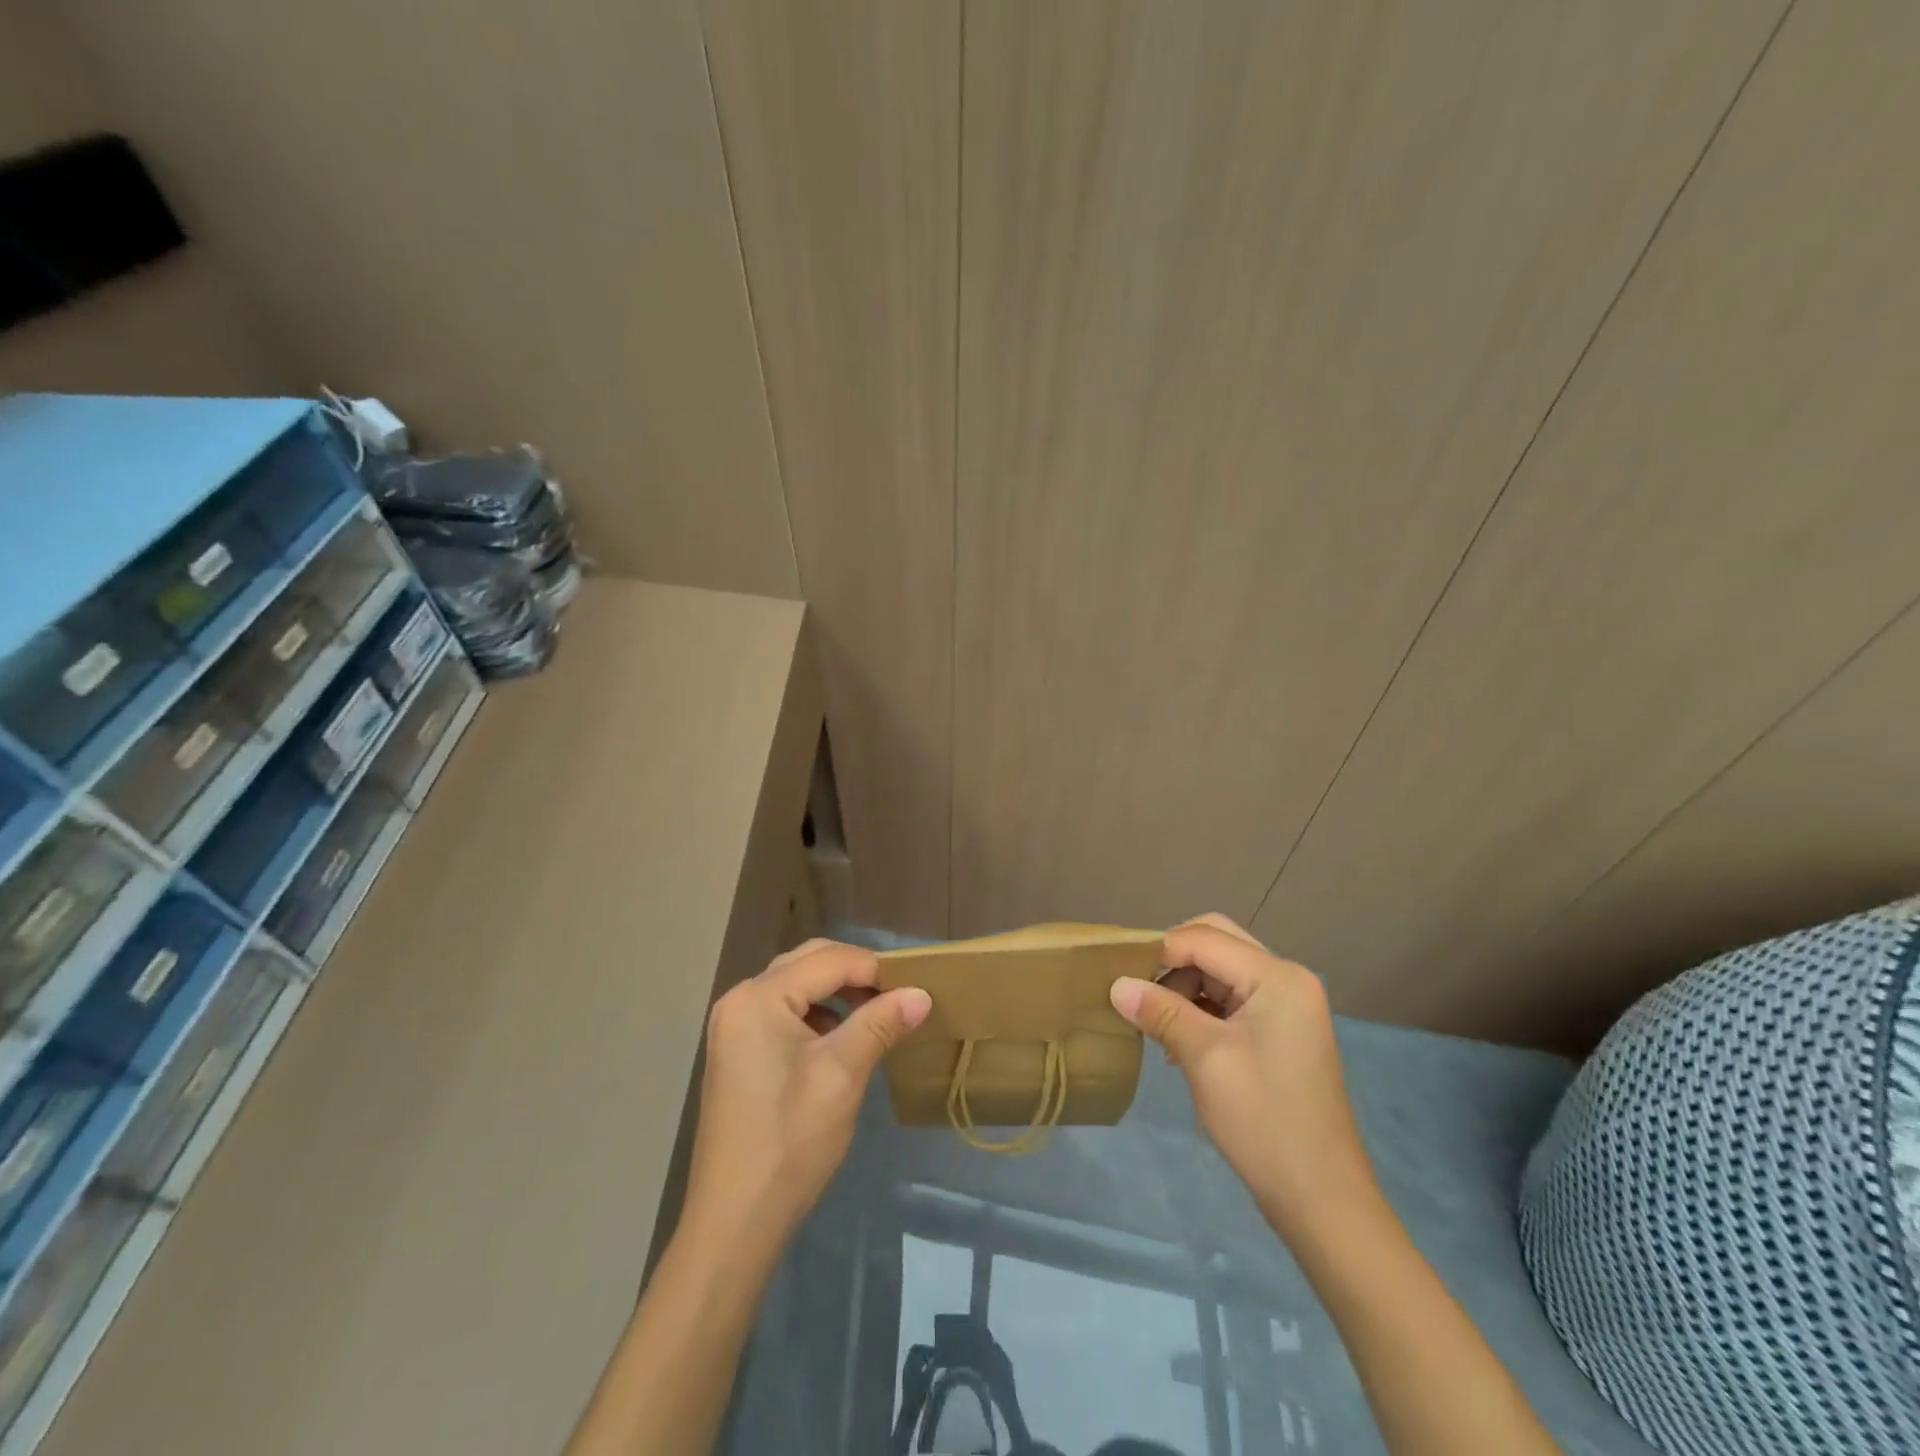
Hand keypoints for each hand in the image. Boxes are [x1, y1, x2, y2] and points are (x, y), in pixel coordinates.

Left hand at [683, 939, 931, 1251]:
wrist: (735, 1221)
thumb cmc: (790, 1141)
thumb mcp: (842, 1074)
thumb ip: (881, 1024)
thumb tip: (922, 993)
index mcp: (759, 998)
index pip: (828, 960)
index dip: (875, 968)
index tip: (916, 986)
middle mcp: (740, 999)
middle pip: (808, 963)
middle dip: (856, 974)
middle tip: (898, 996)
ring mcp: (734, 1025)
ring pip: (797, 985)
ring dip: (838, 993)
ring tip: (877, 1016)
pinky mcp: (738, 1050)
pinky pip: (784, 1011)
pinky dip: (817, 1014)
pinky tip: (841, 1040)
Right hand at [1109, 914, 1378, 1240]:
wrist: (1321, 1199)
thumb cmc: (1263, 1120)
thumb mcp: (1204, 1058)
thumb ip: (1160, 1011)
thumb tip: (1116, 984)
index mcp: (1278, 977)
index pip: (1204, 939)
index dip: (1158, 949)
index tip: (1115, 970)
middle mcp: (1286, 980)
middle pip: (1216, 944)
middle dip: (1172, 961)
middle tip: (1135, 988)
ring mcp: (1286, 1006)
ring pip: (1220, 971)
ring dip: (1183, 986)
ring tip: (1152, 1021)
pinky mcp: (1279, 1032)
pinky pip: (1230, 1000)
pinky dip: (1199, 1008)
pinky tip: (1176, 1038)